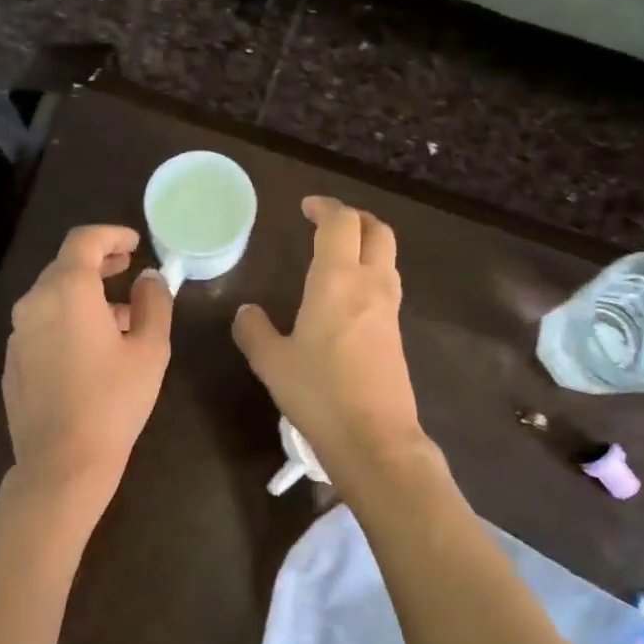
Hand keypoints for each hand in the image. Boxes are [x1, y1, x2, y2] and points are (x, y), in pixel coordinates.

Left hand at [4, 224, 172, 502]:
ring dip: (85, 297)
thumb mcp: (150, 350)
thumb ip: (154, 303)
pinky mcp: (13, 362)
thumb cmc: (114, 402)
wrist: (62, 463)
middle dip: (99, 265)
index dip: (111, 235)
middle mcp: (34, 303)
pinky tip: (91, 350)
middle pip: (64, 267)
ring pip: (53, 298)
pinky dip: (67, 322)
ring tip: (121, 318)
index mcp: (67, 291)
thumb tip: (149, 278)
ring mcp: (18, 334)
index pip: (83, 241)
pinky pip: (42, 326)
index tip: (134, 243)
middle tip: (128, 270)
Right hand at [232, 196, 427, 484]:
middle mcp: (370, 285)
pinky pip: (387, 288)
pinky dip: (371, 276)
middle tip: (329, 225)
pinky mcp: (397, 335)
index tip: (307, 208)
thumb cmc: (318, 393)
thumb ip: (255, 331)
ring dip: (367, 246)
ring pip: (388, 259)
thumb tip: (246, 312)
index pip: (340, 222)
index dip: (325, 207)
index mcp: (336, 279)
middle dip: (355, 219)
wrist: (373, 437)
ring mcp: (389, 310)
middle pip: (378, 231)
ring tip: (338, 258)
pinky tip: (347, 301)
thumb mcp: (272, 363)